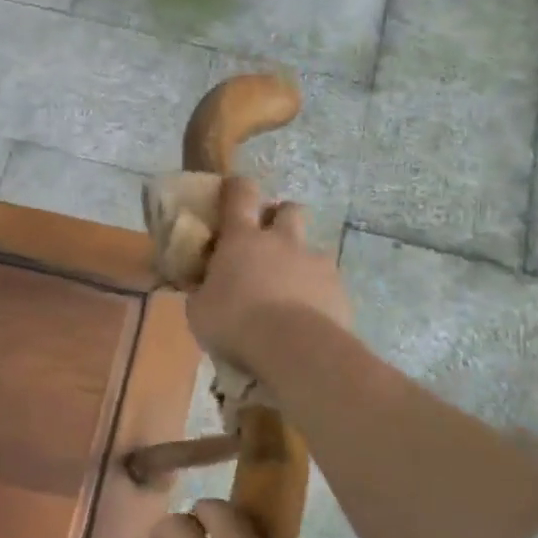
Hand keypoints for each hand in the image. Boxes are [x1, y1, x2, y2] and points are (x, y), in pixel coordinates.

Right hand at [186, 176, 354, 374]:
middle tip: (268, 240)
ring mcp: (315, 262)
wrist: (294, 348)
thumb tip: (200, 287)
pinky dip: (318, 293)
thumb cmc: (235, 322)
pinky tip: (309, 317)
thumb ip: (202, 292)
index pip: (240, 194)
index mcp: (242, 239)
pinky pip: (327, 282)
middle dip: (280, 218)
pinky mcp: (339, 288)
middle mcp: (282, 241)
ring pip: (312, 248)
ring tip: (291, 289)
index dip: (236, 188)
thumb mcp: (199, 311)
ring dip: (301, 261)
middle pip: (288, 209)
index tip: (232, 191)